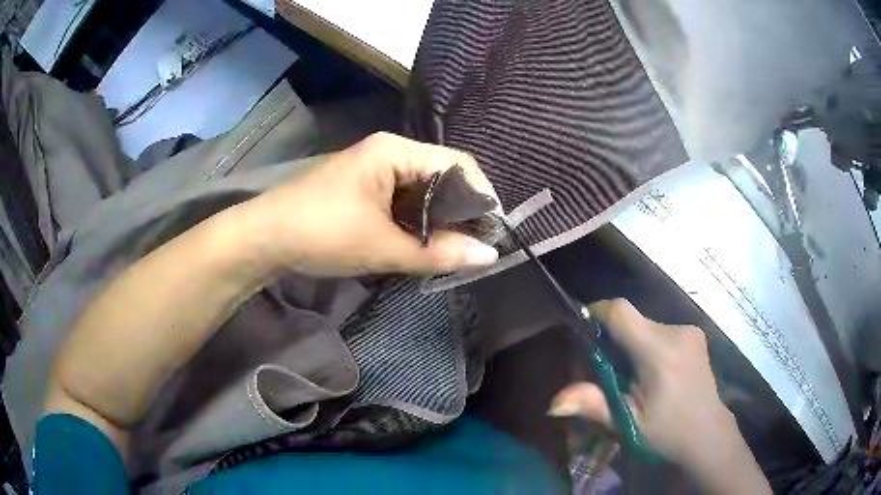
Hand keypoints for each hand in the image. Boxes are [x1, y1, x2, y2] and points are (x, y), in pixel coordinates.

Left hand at [239, 132, 499, 276]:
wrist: (263, 238)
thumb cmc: (322, 233)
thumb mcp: (383, 247)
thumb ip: (438, 253)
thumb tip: (489, 256)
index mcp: (395, 151)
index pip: (458, 163)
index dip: (481, 196)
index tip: (493, 232)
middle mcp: (388, 151)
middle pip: (442, 175)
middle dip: (461, 210)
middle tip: (474, 246)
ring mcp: (373, 168)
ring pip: (422, 189)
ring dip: (438, 218)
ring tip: (452, 248)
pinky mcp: (363, 187)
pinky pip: (403, 199)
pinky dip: (417, 220)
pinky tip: (421, 242)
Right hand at [549, 299, 769, 493]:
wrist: (708, 433)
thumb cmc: (667, 432)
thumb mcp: (628, 423)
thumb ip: (593, 405)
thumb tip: (553, 402)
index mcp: (659, 352)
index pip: (621, 312)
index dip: (596, 312)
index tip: (581, 326)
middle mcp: (677, 332)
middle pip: (633, 320)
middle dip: (614, 339)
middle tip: (606, 370)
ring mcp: (690, 331)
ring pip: (647, 326)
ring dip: (632, 344)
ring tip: (631, 376)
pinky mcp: (695, 335)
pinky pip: (662, 331)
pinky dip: (649, 345)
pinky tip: (653, 373)